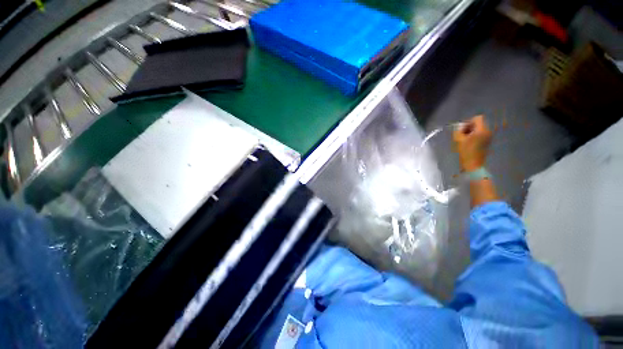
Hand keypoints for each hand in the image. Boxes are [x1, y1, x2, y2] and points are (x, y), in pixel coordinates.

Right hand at [453, 115, 491, 171]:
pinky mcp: (487, 142)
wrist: (473, 165)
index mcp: (482, 130)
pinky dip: (474, 136)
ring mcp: (488, 137)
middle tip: (462, 135)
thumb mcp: (458, 140)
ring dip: (471, 132)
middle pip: (479, 123)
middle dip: (469, 127)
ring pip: (479, 129)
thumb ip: (459, 131)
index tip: (462, 130)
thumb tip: (460, 127)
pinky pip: (480, 134)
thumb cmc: (465, 152)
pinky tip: (469, 143)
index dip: (468, 122)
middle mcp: (487, 131)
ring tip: (465, 140)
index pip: (477, 118)